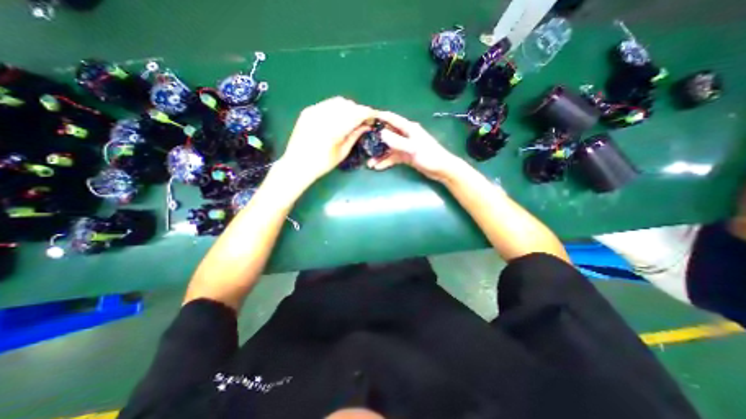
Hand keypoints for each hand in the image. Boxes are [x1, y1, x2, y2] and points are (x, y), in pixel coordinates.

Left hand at [280, 98, 376, 182]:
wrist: (297, 165)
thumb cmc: (322, 164)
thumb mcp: (342, 153)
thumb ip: (354, 136)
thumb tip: (366, 126)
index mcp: (334, 129)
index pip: (356, 114)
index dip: (367, 113)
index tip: (374, 117)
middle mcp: (323, 116)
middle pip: (348, 105)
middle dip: (358, 110)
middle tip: (364, 120)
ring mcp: (314, 111)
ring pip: (338, 102)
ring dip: (349, 108)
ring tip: (352, 119)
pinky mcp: (308, 111)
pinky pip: (327, 104)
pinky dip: (337, 108)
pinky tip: (339, 117)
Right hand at [367, 112, 460, 180]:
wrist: (441, 169)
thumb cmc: (430, 156)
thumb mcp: (413, 148)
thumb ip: (398, 142)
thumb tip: (381, 134)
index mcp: (409, 128)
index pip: (392, 119)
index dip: (379, 116)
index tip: (366, 117)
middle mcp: (405, 135)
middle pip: (387, 134)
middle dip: (375, 139)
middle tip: (362, 144)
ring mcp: (405, 146)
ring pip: (389, 148)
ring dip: (379, 155)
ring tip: (369, 163)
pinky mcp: (406, 156)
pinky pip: (393, 157)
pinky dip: (386, 161)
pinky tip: (378, 167)